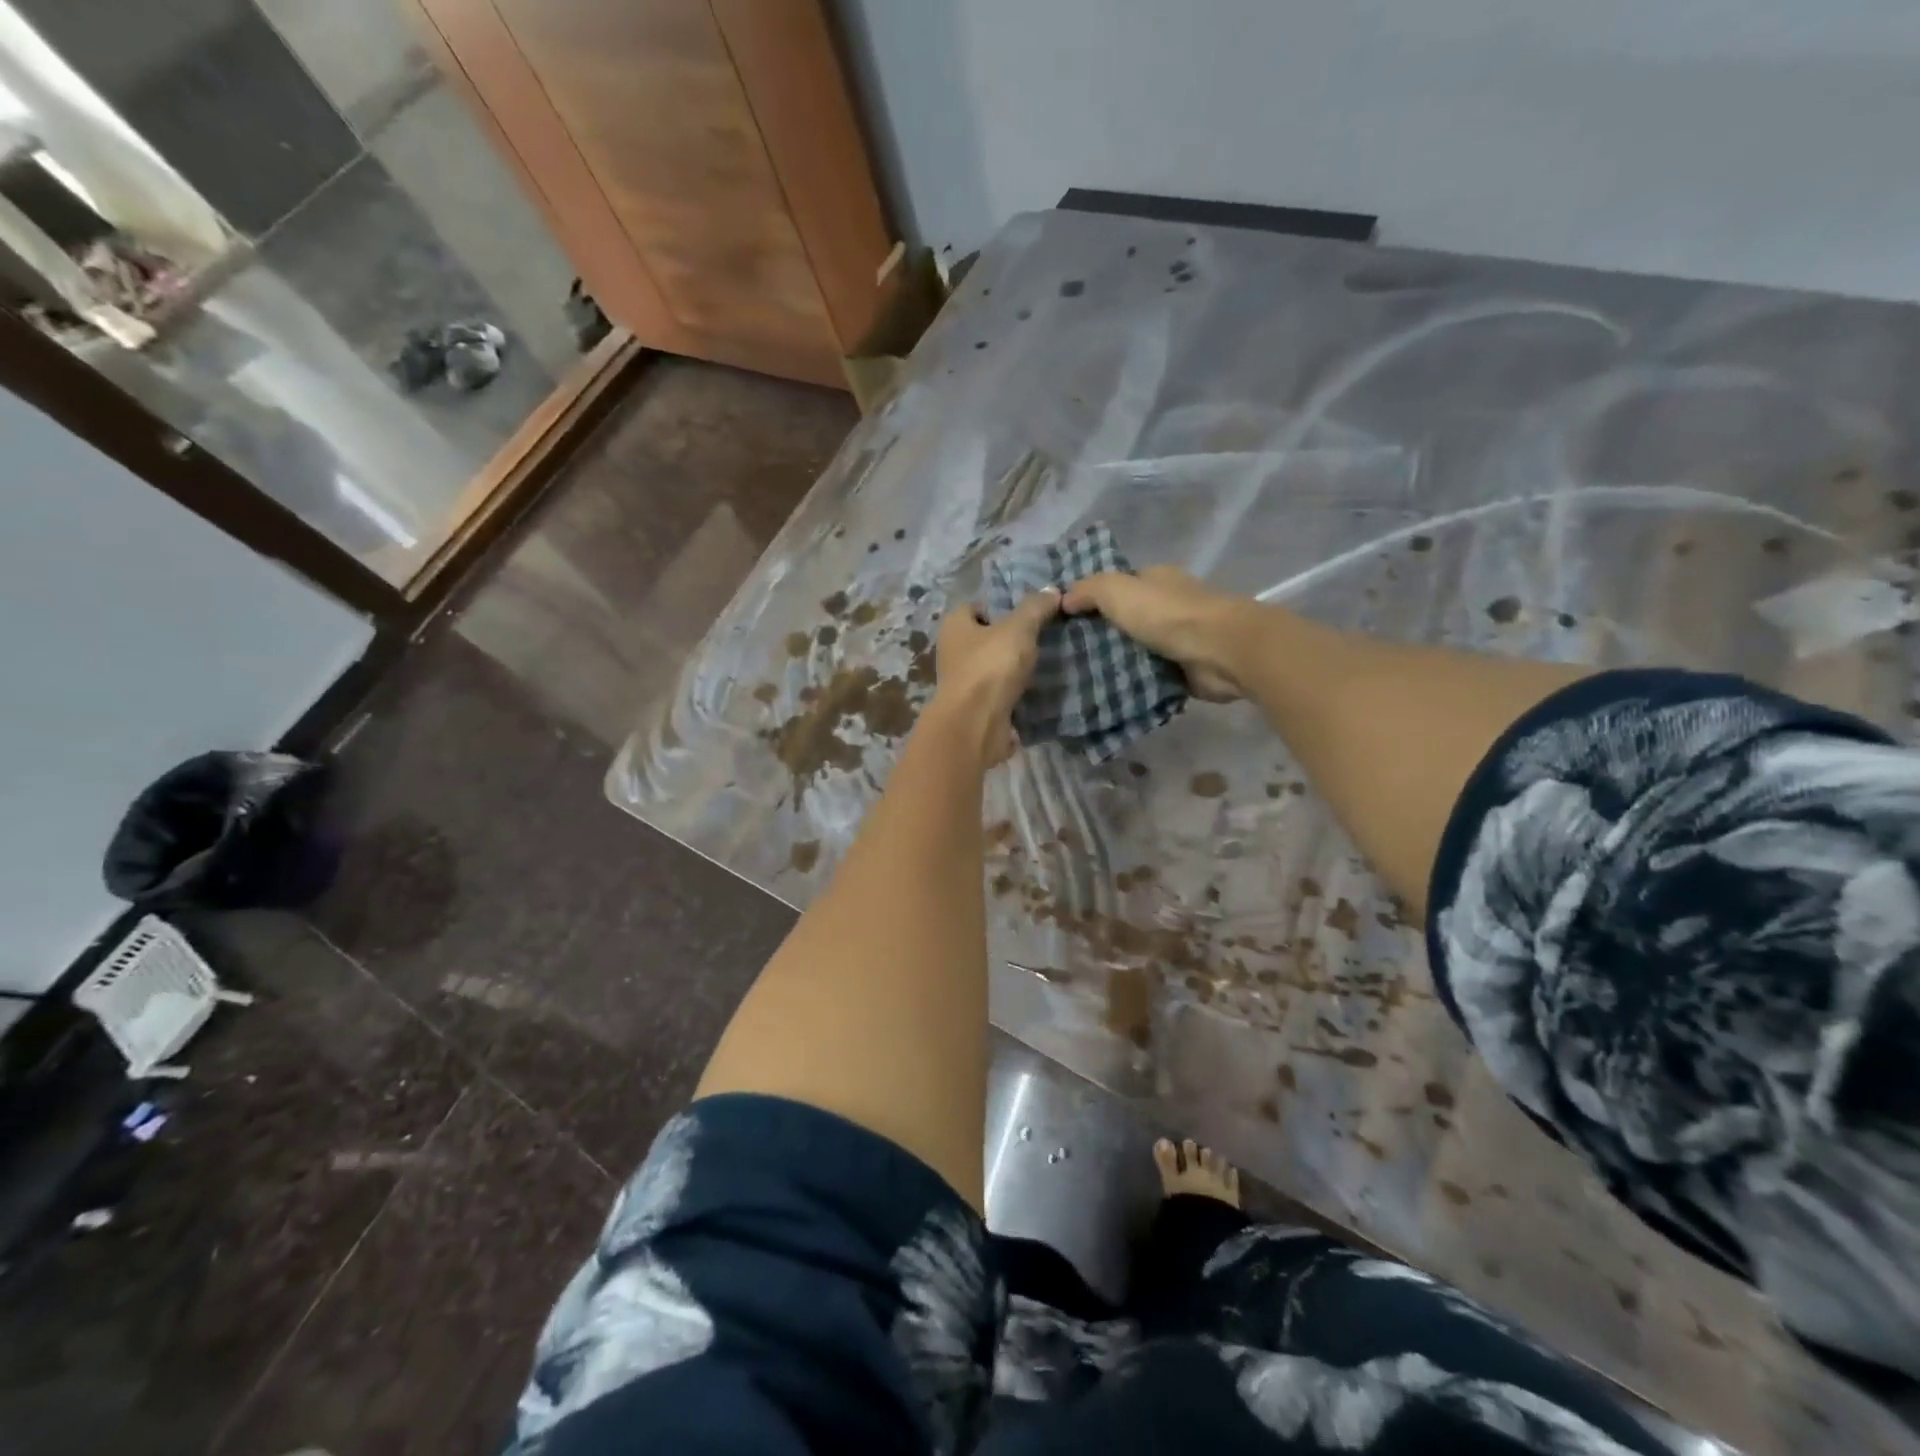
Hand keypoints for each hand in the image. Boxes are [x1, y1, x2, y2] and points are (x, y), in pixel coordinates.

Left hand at [931, 589, 1060, 763]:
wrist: (976, 725)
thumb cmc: (991, 667)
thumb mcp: (1018, 628)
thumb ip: (1035, 608)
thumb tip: (1053, 590)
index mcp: (954, 626)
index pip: (976, 606)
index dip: (1001, 606)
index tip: (1029, 612)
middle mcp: (953, 652)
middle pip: (986, 638)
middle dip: (1011, 639)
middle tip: (1044, 636)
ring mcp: (964, 683)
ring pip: (994, 668)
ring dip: (1014, 668)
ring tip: (1047, 661)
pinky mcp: (976, 709)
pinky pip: (1000, 694)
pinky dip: (1016, 693)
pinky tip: (1039, 689)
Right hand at [1061, 567, 1249, 701]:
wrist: (1220, 651)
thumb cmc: (1168, 614)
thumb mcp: (1118, 590)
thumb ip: (1088, 590)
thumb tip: (1063, 599)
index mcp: (1156, 580)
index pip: (1118, 586)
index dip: (1091, 599)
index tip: (1063, 621)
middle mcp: (1168, 606)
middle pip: (1126, 620)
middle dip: (1101, 635)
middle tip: (1065, 655)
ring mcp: (1178, 639)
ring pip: (1137, 650)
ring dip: (1116, 662)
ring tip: (1079, 678)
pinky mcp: (1184, 670)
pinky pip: (1150, 676)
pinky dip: (1134, 684)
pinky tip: (1107, 694)